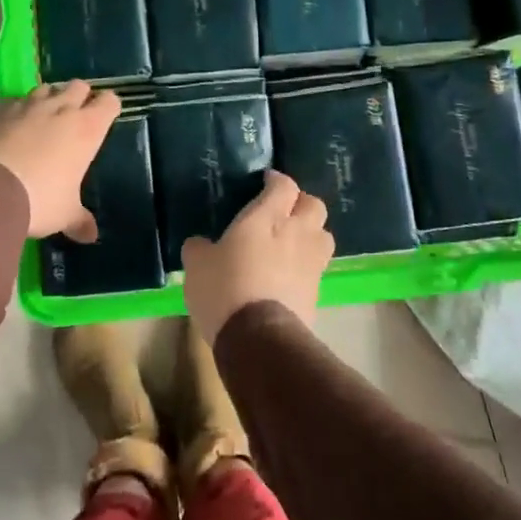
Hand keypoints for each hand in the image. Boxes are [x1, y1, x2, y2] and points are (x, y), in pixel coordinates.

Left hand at [0, 80, 119, 240]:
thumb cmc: (40, 199)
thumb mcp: (64, 214)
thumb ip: (79, 220)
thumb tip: (91, 236)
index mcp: (87, 128)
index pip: (109, 102)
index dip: (109, 107)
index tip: (107, 116)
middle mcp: (61, 109)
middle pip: (79, 85)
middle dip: (81, 96)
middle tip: (77, 115)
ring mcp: (29, 106)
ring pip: (47, 88)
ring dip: (50, 98)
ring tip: (45, 117)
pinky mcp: (0, 110)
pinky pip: (16, 101)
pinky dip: (19, 109)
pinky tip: (14, 126)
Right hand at [182, 170, 332, 345]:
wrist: (259, 338)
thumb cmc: (225, 289)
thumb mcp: (197, 265)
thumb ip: (199, 248)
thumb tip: (200, 244)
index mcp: (267, 217)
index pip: (284, 186)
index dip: (277, 180)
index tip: (267, 182)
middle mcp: (296, 233)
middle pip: (314, 205)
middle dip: (301, 204)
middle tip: (284, 211)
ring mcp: (312, 263)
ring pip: (324, 235)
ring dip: (312, 233)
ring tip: (294, 242)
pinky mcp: (318, 292)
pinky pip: (318, 267)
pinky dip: (308, 265)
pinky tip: (291, 274)